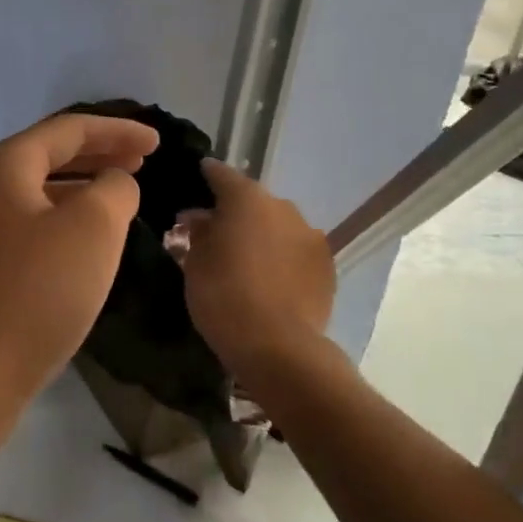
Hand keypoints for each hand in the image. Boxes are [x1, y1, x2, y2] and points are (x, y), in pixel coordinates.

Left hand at [0, 113, 159, 425]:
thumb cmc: (35, 292)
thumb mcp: (92, 230)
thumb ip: (114, 190)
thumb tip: (113, 184)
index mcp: (3, 166)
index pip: (67, 129)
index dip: (117, 130)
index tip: (158, 143)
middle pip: (49, 155)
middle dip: (99, 154)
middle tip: (143, 161)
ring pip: (39, 192)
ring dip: (82, 187)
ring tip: (120, 194)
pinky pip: (30, 225)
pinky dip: (64, 219)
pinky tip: (86, 240)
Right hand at [178, 158, 335, 373]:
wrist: (278, 346)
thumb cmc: (223, 296)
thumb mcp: (195, 263)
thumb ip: (199, 233)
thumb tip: (202, 219)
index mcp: (246, 199)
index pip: (222, 174)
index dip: (208, 174)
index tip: (199, 175)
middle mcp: (282, 207)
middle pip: (253, 201)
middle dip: (236, 212)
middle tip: (217, 231)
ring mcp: (310, 235)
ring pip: (279, 225)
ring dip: (263, 234)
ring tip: (247, 257)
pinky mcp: (327, 266)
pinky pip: (297, 250)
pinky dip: (283, 256)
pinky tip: (271, 277)